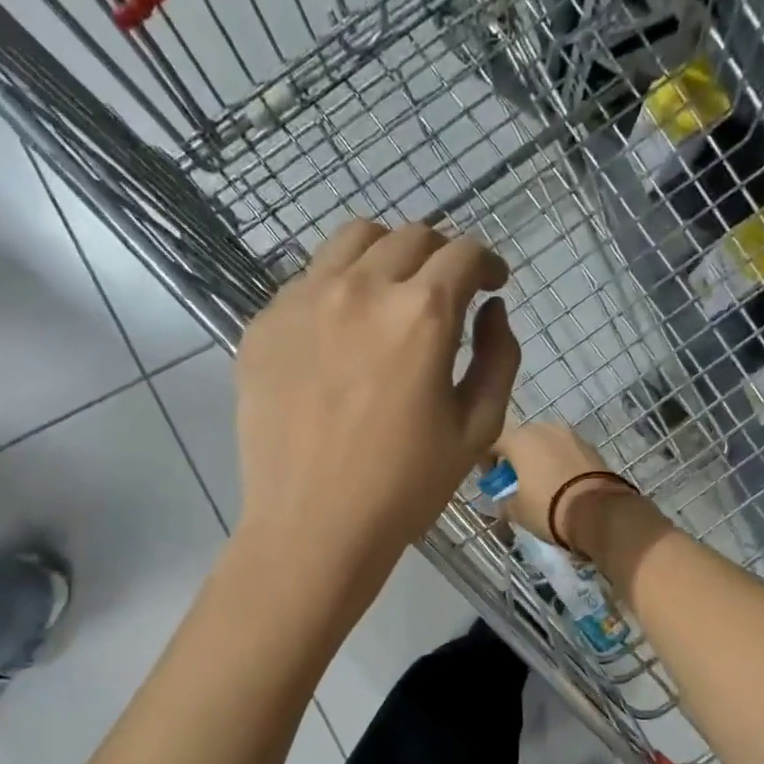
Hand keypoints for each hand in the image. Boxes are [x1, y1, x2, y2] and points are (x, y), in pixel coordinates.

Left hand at [235, 221, 518, 580]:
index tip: (492, 283)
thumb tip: (492, 310)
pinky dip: (338, 289)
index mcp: (421, 314)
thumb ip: (499, 358)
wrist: (313, 526)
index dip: (487, 263)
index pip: (463, 253)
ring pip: (353, 241)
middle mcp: (361, 288)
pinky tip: (342, 335)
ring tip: (392, 295)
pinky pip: (308, 281)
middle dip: (441, 256)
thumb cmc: (406, 486)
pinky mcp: (264, 324)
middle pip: (410, 236)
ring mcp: (303, 300)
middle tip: (447, 292)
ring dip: (387, 255)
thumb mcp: (478, 428)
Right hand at [492, 421, 643, 552]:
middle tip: (517, 481)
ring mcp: (570, 436)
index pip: (494, 443)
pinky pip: (567, 452)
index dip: (488, 462)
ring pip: (547, 444)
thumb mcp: (517, 511)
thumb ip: (504, 503)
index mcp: (519, 439)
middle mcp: (544, 429)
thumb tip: (501, 503)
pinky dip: (561, 463)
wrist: (597, 511)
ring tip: (542, 482)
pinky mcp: (591, 447)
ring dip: (541, 459)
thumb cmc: (547, 507)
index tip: (492, 482)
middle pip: (523, 440)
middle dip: (517, 458)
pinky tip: (563, 483)